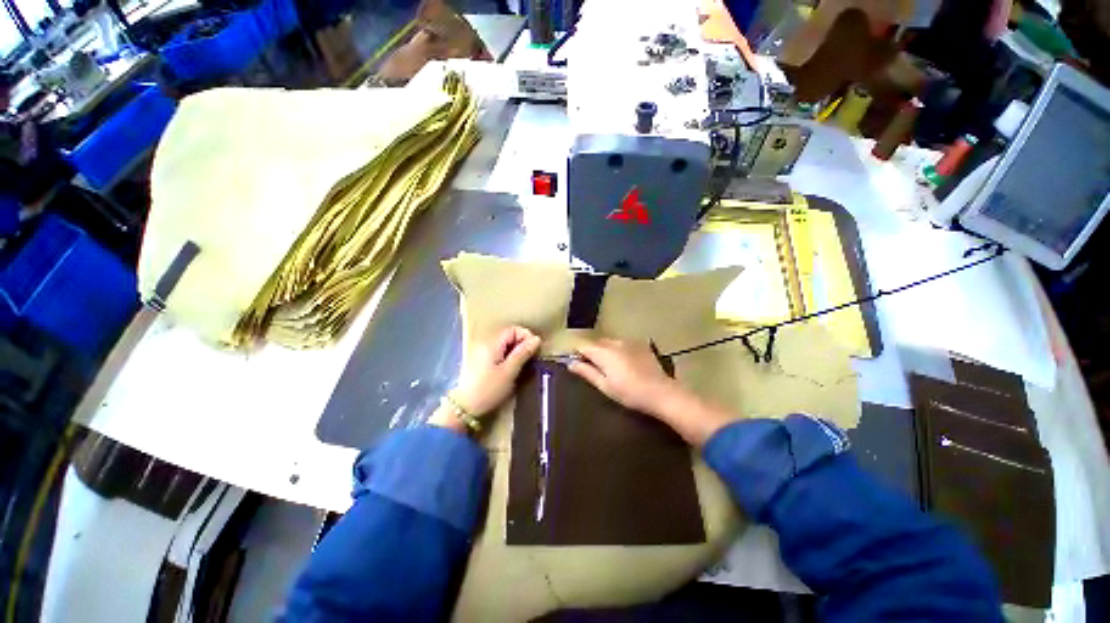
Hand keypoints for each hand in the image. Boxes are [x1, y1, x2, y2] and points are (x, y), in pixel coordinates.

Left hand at [430, 326, 541, 433]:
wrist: (464, 409)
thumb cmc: (489, 389)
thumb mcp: (509, 371)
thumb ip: (523, 353)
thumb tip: (537, 338)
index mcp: (492, 344)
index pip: (513, 329)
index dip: (526, 336)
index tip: (534, 350)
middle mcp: (485, 344)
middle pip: (508, 336)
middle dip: (522, 345)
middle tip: (530, 360)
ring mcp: (481, 354)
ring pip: (504, 346)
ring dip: (516, 353)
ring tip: (522, 367)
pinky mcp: (480, 364)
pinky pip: (499, 354)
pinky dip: (507, 359)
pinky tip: (510, 372)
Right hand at [569, 338, 735, 445]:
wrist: (661, 393)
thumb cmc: (629, 393)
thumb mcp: (604, 386)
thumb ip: (586, 372)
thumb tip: (570, 363)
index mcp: (603, 352)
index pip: (582, 345)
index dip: (576, 353)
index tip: (576, 364)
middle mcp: (614, 342)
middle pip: (596, 343)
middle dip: (591, 353)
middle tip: (595, 370)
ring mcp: (629, 341)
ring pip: (609, 343)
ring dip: (605, 351)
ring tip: (612, 369)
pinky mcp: (640, 344)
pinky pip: (622, 344)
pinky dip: (619, 351)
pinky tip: (626, 364)